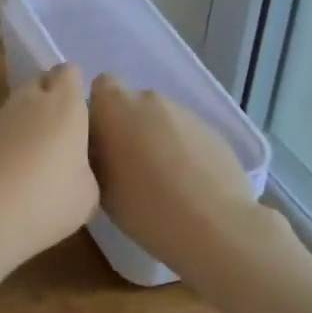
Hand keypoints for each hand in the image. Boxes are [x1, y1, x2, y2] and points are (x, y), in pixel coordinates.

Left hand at [0, 65, 98, 285]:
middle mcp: (31, 100)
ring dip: (28, 118)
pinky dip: (9, 137)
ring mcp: (0, 114)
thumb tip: (74, 165)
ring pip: (19, 102)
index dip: (75, 87)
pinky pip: (1, 124)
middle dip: (51, 97)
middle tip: (62, 131)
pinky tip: (13, 167)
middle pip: (41, 81)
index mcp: (65, 105)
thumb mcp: (87, 194)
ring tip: (38, 154)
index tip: (82, 112)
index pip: (70, 73)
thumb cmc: (46, 200)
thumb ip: (85, 168)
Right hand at [88, 74, 284, 274]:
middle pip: (133, 104)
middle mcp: (149, 99)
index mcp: (114, 106)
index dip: (101, 109)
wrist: (215, 226)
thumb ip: (95, 155)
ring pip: (161, 119)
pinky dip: (183, 151)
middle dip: (130, 126)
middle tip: (129, 164)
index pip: (101, 86)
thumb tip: (100, 148)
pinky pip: (186, 135)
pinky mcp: (213, 131)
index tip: (102, 138)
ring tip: (163, 179)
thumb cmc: (145, 206)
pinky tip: (189, 184)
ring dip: (157, 138)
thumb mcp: (100, 185)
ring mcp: (185, 113)